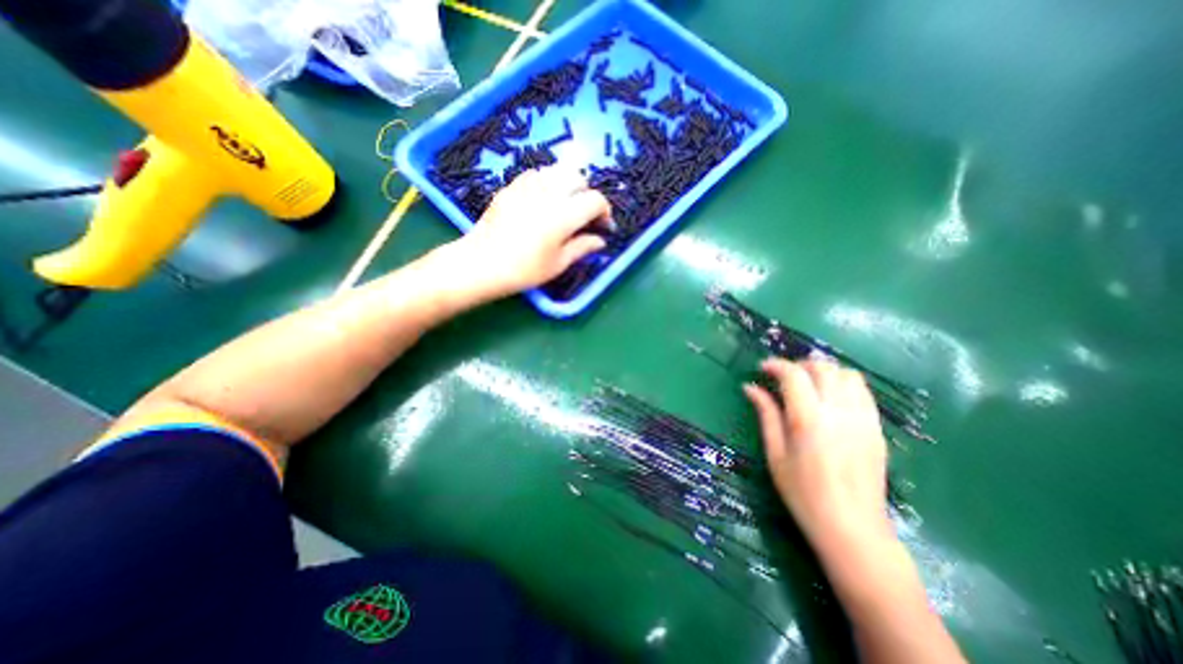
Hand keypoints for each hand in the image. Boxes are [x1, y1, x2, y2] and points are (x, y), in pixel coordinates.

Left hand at [445, 166, 609, 297]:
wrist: (482, 263)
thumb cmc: (524, 270)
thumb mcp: (558, 264)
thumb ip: (582, 247)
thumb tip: (600, 241)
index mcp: (565, 215)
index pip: (595, 200)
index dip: (604, 211)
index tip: (603, 226)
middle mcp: (549, 194)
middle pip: (578, 177)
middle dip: (587, 193)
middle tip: (583, 215)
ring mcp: (527, 186)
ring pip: (557, 170)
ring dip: (567, 184)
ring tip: (564, 204)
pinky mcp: (511, 187)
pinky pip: (536, 174)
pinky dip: (547, 182)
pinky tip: (542, 200)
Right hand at [742, 357, 891, 553]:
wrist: (852, 528)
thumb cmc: (803, 493)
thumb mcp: (775, 453)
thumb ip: (766, 414)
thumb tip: (750, 388)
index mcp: (809, 420)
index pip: (794, 375)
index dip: (776, 365)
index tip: (762, 368)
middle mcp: (839, 413)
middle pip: (824, 368)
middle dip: (800, 364)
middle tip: (783, 376)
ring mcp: (863, 419)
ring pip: (848, 374)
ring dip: (824, 371)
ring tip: (808, 384)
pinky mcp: (877, 429)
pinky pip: (863, 392)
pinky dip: (843, 384)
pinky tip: (829, 399)